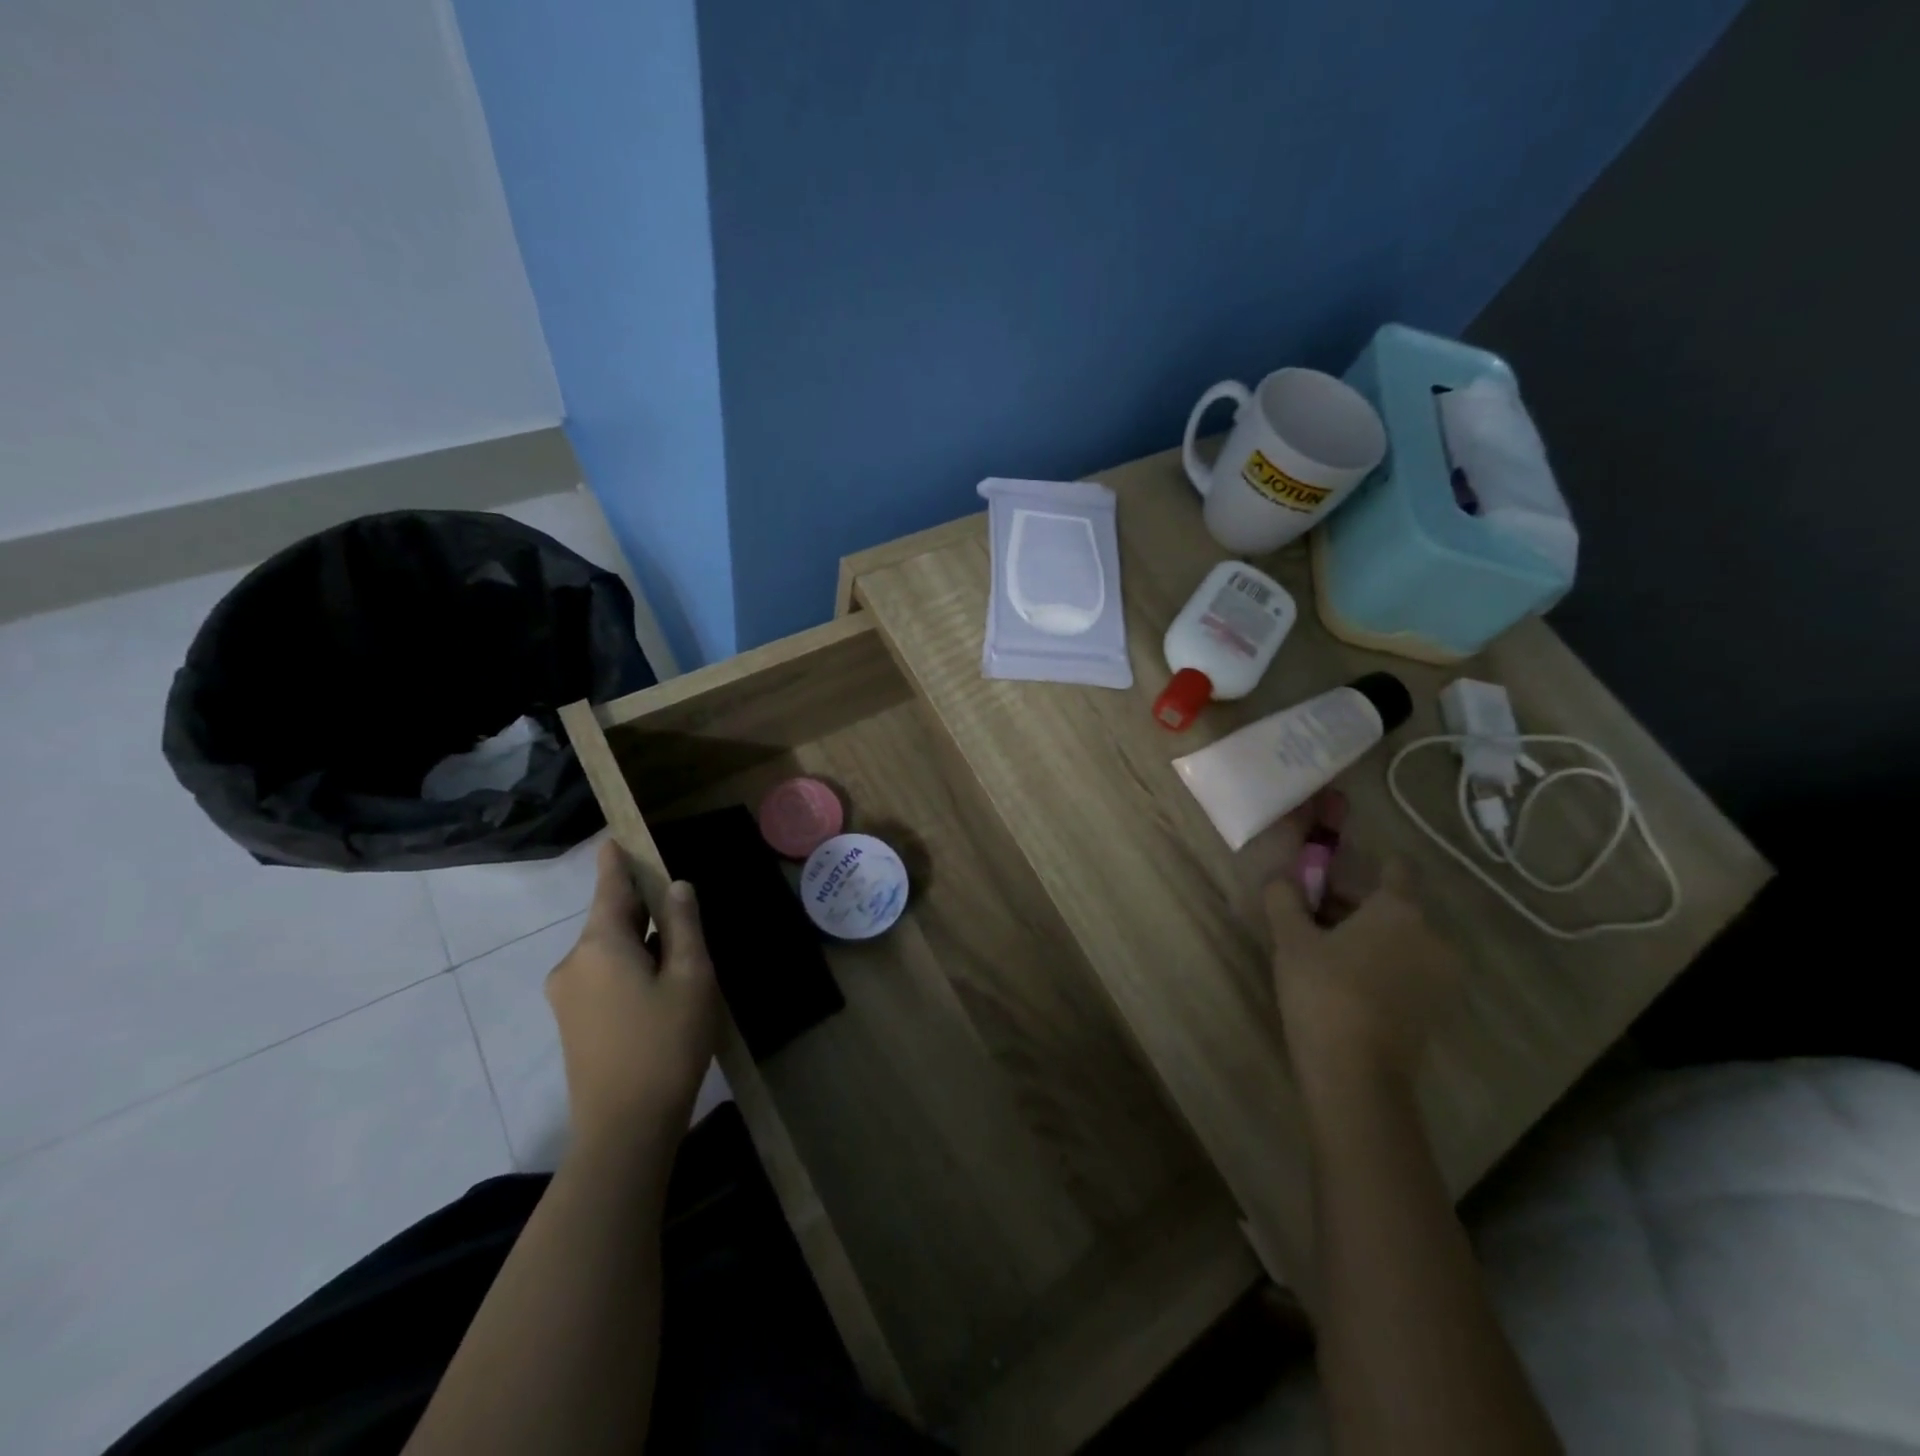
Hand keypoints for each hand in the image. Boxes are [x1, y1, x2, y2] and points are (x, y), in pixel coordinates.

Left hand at [546, 842, 719, 1151]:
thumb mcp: (690, 977)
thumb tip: (676, 887)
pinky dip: (629, 968)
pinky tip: (659, 989)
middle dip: (642, 909)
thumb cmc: (666, 1043)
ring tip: (680, 958)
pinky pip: (601, 976)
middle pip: (610, 919)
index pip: (609, 887)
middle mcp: (573, 962)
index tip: (615, 838)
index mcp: (600, 944)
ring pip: (608, 950)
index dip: (616, 861)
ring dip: (640, 944)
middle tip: (680, 909)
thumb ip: (683, 925)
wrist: (624, 1130)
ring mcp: (567, 995)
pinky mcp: (571, 1023)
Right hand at [1260, 825, 1463, 1096]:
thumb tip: (1281, 877)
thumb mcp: (1291, 940)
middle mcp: (1430, 936)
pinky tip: (1346, 980)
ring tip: (1324, 950)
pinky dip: (1381, 965)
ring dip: (1368, 936)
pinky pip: (1407, 969)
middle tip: (1312, 914)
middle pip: (1393, 906)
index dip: (1364, 864)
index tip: (1333, 871)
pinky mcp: (1436, 1008)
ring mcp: (1440, 975)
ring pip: (1401, 939)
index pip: (1394, 869)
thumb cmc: (1323, 992)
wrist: (1357, 1075)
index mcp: (1399, 910)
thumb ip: (1285, 900)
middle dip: (1354, 905)